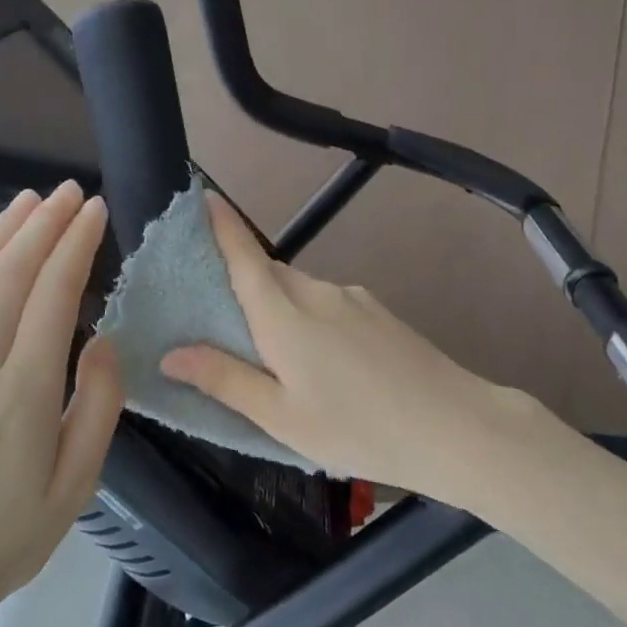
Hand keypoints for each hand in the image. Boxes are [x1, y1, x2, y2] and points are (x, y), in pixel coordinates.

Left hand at [0, 182, 123, 626]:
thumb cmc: (4, 540)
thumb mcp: (75, 487)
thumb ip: (96, 408)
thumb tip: (101, 339)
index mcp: (22, 395)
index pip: (53, 297)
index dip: (75, 246)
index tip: (94, 210)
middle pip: (10, 277)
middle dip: (43, 225)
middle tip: (68, 192)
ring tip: (27, 199)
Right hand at [161, 193, 541, 508]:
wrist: (455, 426)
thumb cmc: (358, 428)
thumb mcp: (282, 418)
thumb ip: (225, 380)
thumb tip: (172, 354)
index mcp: (285, 315)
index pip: (244, 256)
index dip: (221, 225)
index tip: (202, 197)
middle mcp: (317, 292)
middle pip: (269, 275)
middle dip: (244, 287)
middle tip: (226, 327)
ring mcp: (353, 298)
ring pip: (300, 292)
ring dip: (280, 311)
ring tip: (281, 364)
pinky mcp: (378, 310)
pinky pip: (329, 304)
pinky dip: (311, 321)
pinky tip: (327, 368)